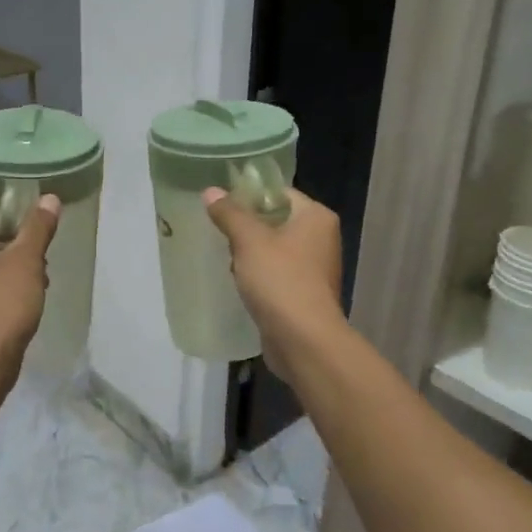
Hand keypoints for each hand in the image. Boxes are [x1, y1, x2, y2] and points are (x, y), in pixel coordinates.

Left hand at [0, 194, 60, 372]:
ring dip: (12, 273)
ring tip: (37, 287)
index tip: (39, 245)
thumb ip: (38, 227)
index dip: (18, 227)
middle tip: (41, 268)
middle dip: (17, 252)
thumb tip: (50, 198)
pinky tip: (21, 305)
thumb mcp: (26, 261)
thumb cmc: (1, 303)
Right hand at [202, 187, 343, 373]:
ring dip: (250, 253)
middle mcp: (321, 238)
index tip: (220, 204)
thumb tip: (211, 191)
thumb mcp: (249, 241)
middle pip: (276, 220)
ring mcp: (315, 268)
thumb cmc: (280, 281)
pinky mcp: (304, 294)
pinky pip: (276, 274)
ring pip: (274, 249)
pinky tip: (238, 282)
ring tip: (224, 258)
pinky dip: (259, 276)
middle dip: (247, 227)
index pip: (279, 193)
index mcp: (316, 217)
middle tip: (218, 232)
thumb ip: (229, 213)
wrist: (303, 340)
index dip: (249, 195)